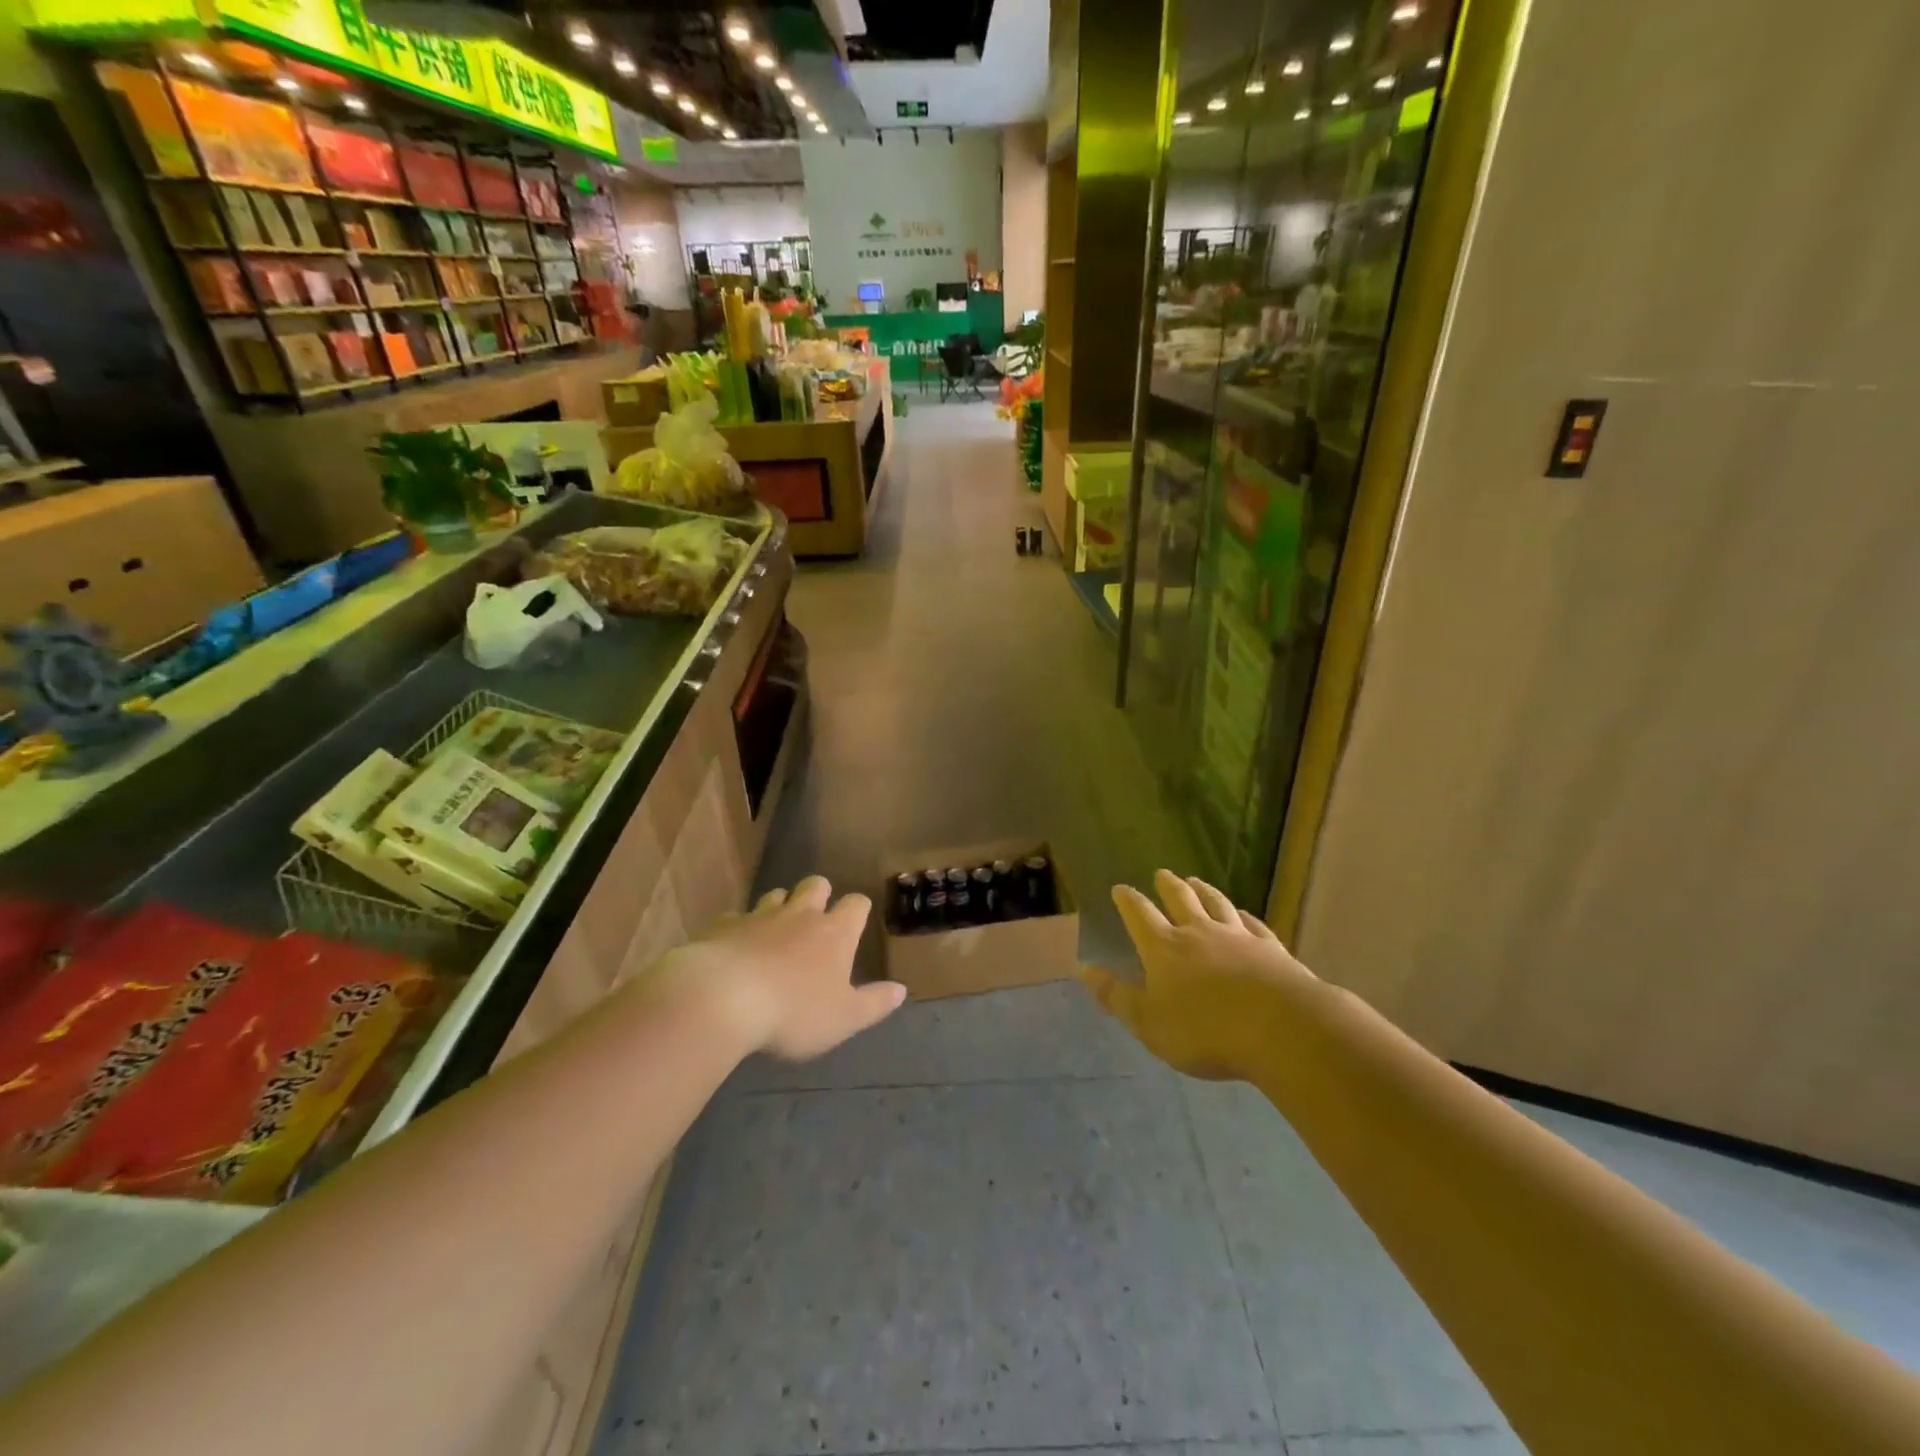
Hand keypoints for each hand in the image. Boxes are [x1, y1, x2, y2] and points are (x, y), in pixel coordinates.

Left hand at [659, 876, 905, 1059]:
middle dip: (820, 893)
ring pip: (776, 895)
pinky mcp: (723, 926)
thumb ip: (874, 1004)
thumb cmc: (793, 1012)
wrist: (721, 999)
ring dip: (781, 905)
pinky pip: (735, 917)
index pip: (856, 904)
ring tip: (777, 928)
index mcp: (834, 934)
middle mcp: (800, 915)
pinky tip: (735, 947)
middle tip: (817, 914)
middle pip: (816, 885)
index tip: (857, 918)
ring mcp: (759, 916)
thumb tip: (901, 990)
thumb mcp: (843, 1018)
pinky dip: (739, 928)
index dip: (858, 909)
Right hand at [1078, 869, 1317, 1080]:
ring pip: (1216, 903)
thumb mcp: (1149, 1023)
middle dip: (1167, 885)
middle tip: (1161, 874)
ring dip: (1203, 890)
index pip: (1140, 915)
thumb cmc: (1205, 1031)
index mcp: (1164, 948)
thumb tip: (1084, 970)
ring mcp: (1237, 937)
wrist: (1282, 1029)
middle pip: (1180, 899)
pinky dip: (1243, 915)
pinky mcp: (1270, 948)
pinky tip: (1243, 914)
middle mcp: (1198, 933)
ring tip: (1196, 881)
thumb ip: (1117, 997)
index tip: (1120, 888)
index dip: (1128, 901)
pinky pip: (1253, 923)